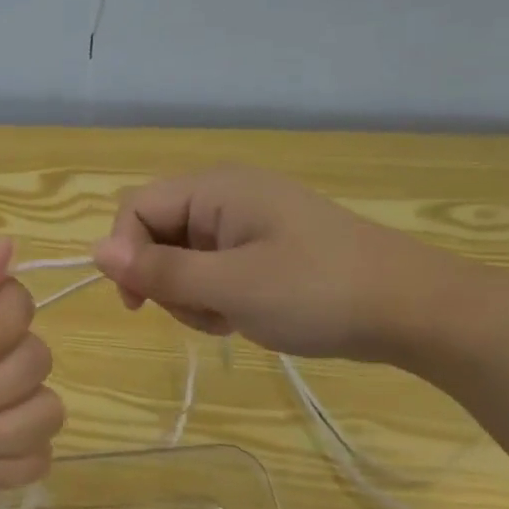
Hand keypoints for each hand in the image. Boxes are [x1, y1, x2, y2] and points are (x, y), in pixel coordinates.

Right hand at [91, 166, 461, 359]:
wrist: (414, 310)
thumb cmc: (318, 292)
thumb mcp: (230, 286)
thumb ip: (159, 270)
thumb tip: (94, 252)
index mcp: (215, 189)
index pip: (135, 208)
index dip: (125, 253)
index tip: (138, 302)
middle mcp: (225, 197)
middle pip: (156, 234)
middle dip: (165, 280)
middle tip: (202, 312)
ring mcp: (245, 224)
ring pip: (181, 259)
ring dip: (191, 296)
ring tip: (230, 318)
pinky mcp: (262, 250)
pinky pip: (212, 270)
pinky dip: (216, 298)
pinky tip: (243, 318)